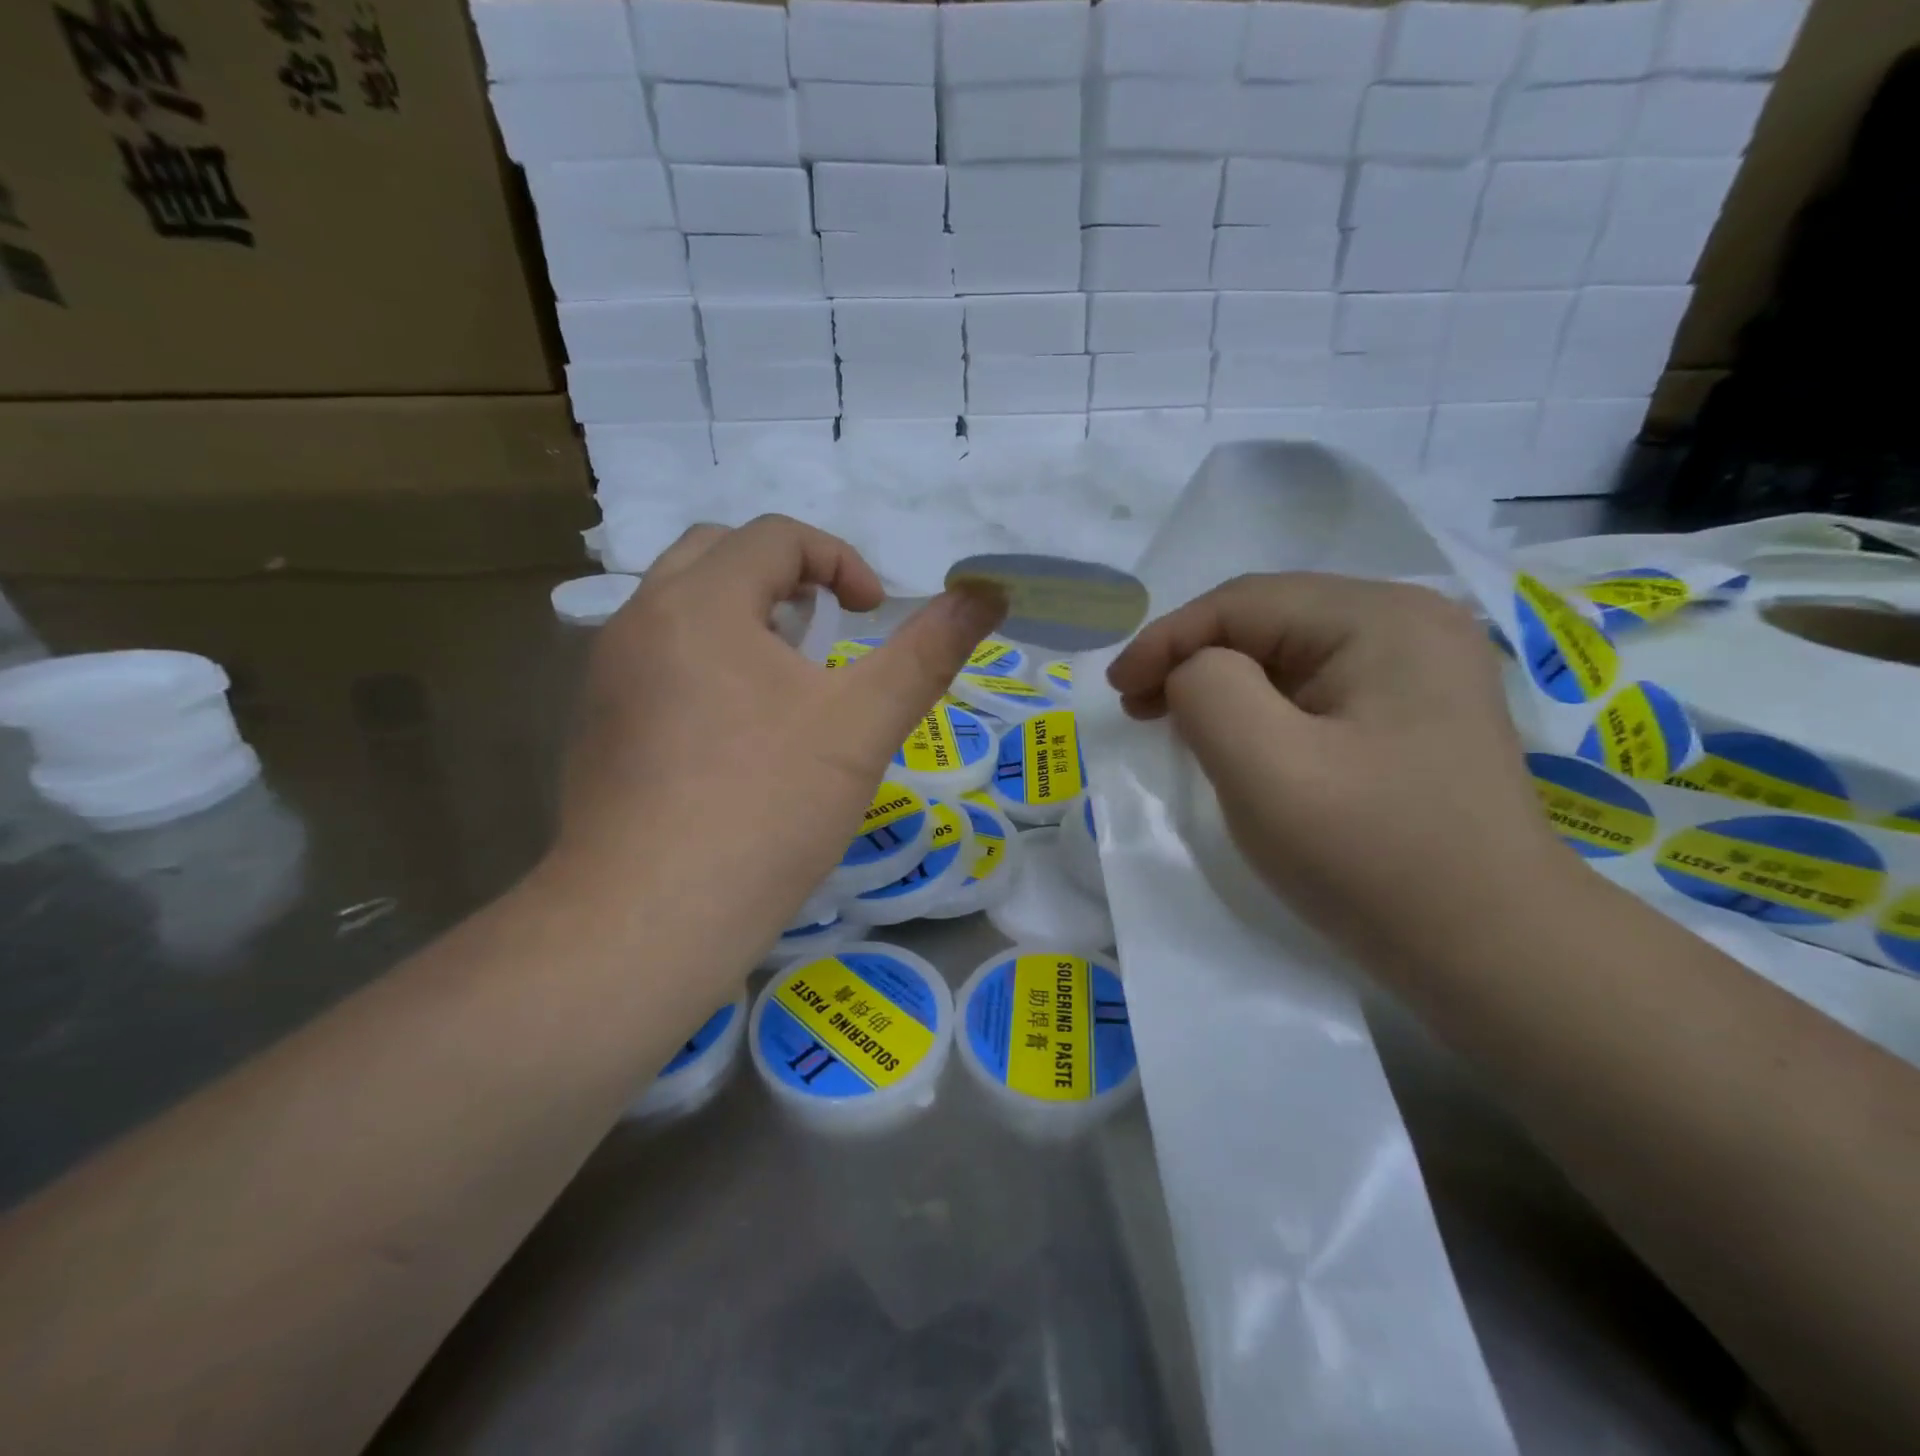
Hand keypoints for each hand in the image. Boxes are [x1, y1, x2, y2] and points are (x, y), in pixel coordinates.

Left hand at [554, 517, 1002, 968]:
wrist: (647, 924)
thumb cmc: (765, 811)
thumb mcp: (861, 726)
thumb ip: (928, 651)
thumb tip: (989, 592)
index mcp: (699, 603)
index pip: (774, 535)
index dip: (840, 560)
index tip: (874, 614)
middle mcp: (638, 621)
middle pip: (717, 555)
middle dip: (784, 576)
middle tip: (826, 632)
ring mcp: (605, 676)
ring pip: (680, 608)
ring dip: (742, 617)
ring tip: (788, 680)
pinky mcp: (594, 727)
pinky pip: (656, 659)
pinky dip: (706, 661)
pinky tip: (736, 734)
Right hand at [1107, 572, 1580, 967]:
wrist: (1494, 953)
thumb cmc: (1373, 858)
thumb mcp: (1267, 769)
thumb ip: (1208, 691)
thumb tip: (1194, 673)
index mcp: (1383, 619)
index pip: (1244, 603)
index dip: (1166, 639)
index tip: (1116, 693)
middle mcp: (1411, 624)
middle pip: (1268, 621)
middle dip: (1193, 659)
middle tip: (1139, 709)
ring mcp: (1421, 670)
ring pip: (1288, 656)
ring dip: (1224, 684)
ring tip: (1177, 724)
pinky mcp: (1416, 713)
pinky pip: (1316, 689)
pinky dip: (1262, 708)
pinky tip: (1239, 740)